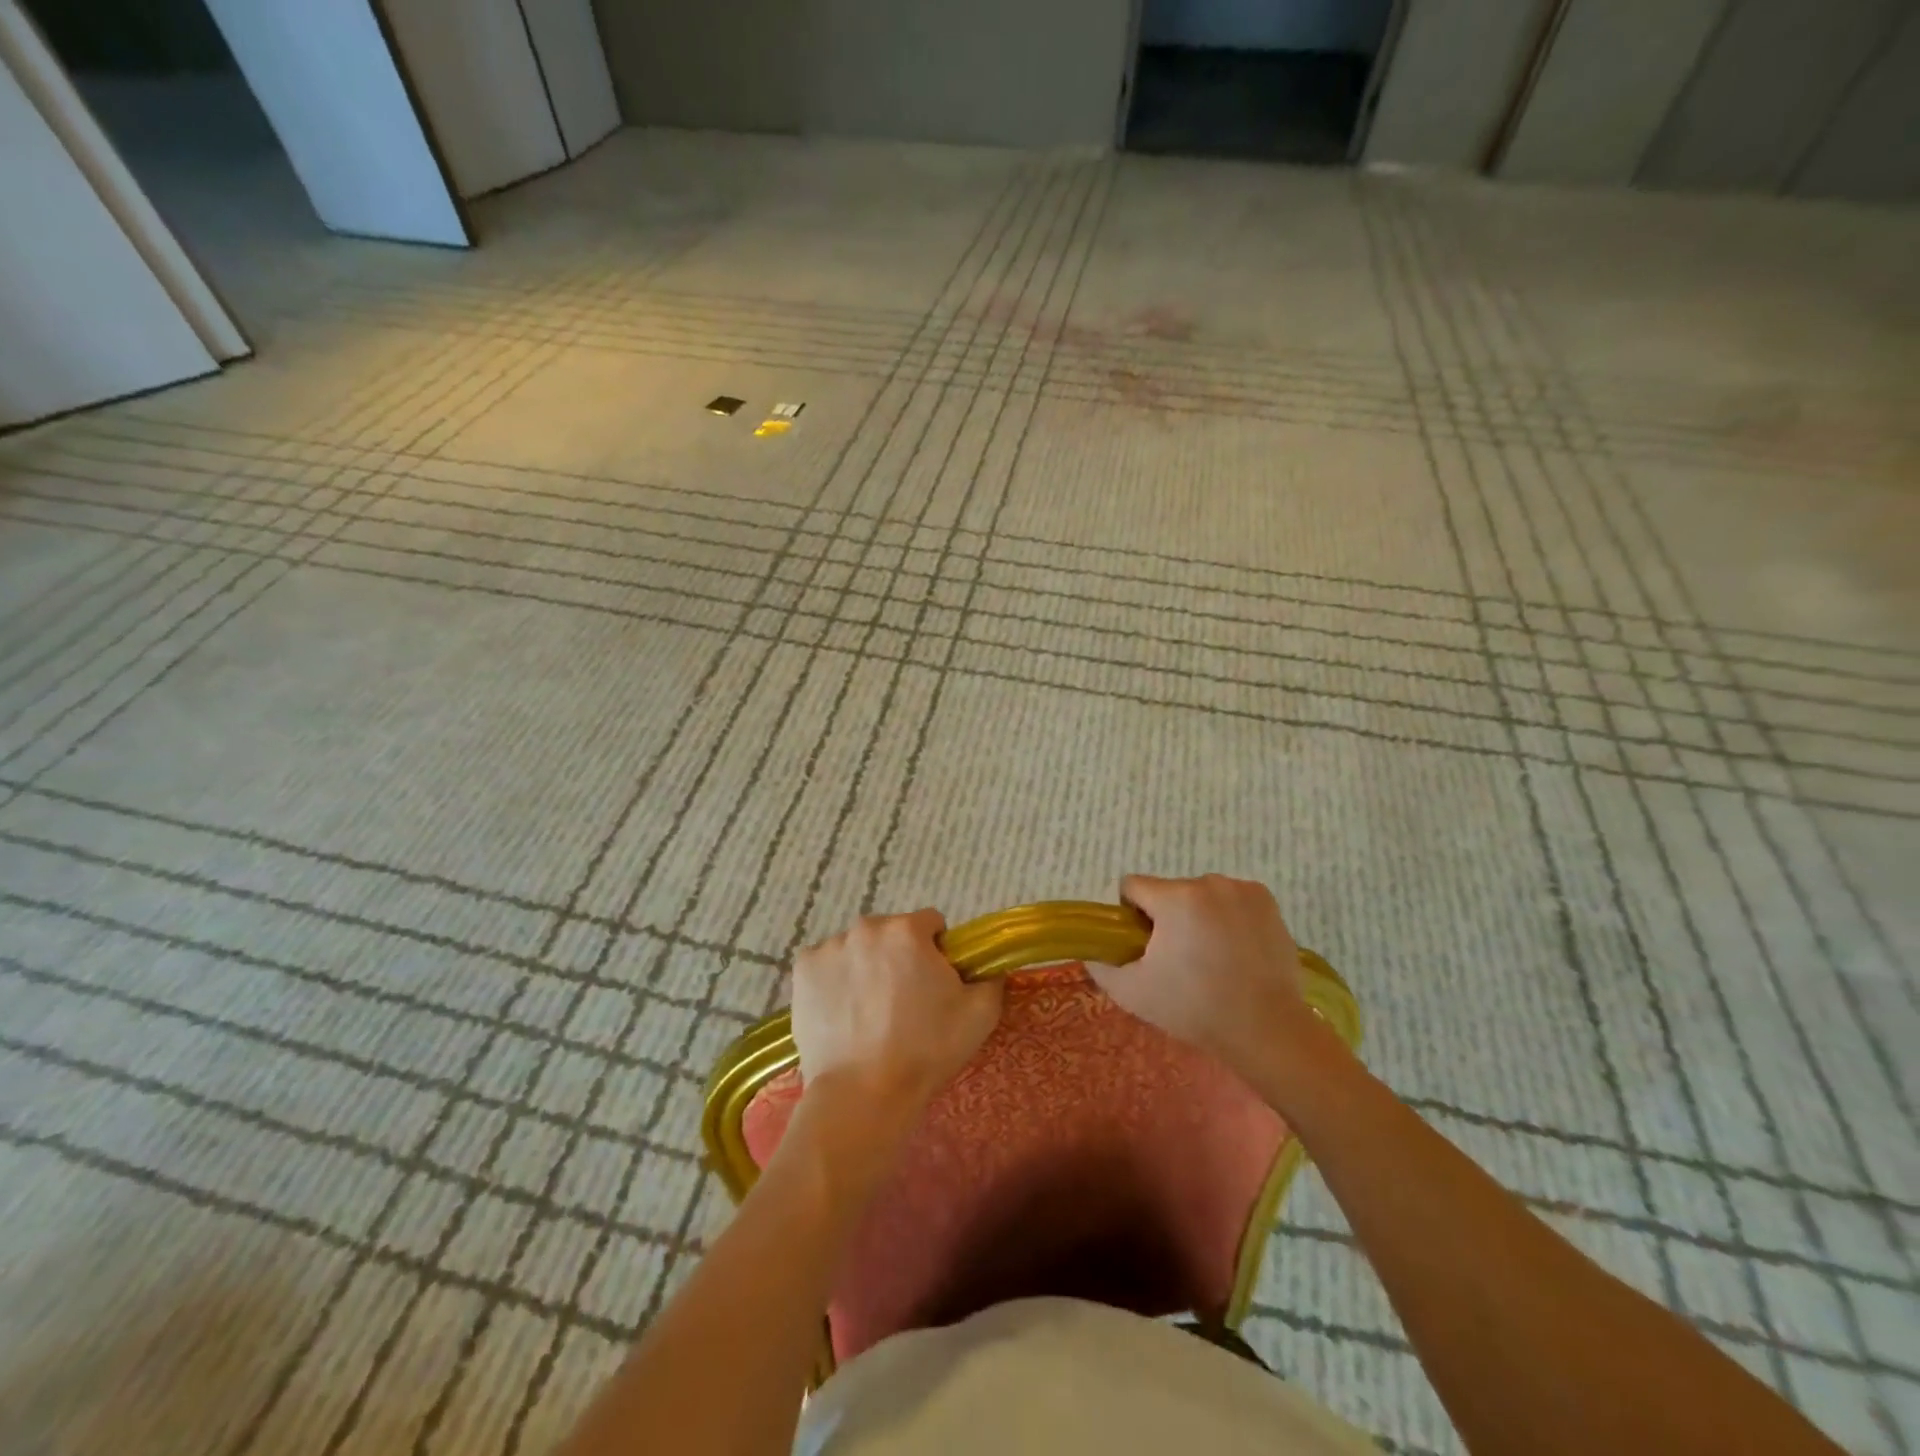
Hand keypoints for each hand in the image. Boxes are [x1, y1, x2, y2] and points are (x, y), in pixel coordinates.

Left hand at [790, 909, 1003, 1109]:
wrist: (862, 1094)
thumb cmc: (926, 1051)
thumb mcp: (980, 1014)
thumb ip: (991, 977)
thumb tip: (987, 967)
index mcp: (908, 930)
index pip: (930, 924)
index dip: (937, 952)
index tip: (935, 984)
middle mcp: (866, 927)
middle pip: (891, 933)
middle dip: (900, 957)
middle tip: (903, 1002)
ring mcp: (830, 947)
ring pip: (858, 948)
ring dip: (867, 966)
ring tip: (870, 1012)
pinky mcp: (802, 970)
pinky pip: (826, 964)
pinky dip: (835, 980)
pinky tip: (842, 1012)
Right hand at [1089, 874, 1308, 1076]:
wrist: (1267, 1029)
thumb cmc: (1194, 1009)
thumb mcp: (1132, 993)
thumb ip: (1101, 965)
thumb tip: (1092, 951)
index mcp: (1175, 898)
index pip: (1133, 886)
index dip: (1131, 915)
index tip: (1144, 946)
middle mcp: (1208, 882)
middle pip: (1169, 892)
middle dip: (1167, 918)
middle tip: (1179, 960)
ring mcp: (1242, 889)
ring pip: (1200, 895)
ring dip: (1197, 916)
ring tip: (1212, 959)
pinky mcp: (1267, 900)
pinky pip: (1230, 899)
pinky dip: (1227, 916)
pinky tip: (1236, 950)